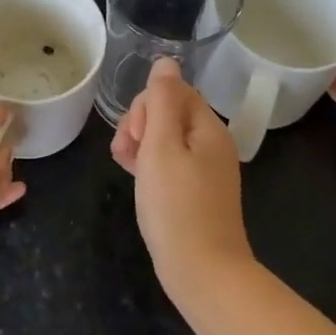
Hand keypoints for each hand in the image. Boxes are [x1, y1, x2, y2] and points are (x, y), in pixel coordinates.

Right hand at [110, 58, 251, 297]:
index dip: (146, 106)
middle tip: (128, 153)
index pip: (173, 91)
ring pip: (164, 138)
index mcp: (208, 128)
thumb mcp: (161, 147)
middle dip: (140, 124)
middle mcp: (210, 143)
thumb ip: (161, 101)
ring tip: (125, 166)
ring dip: (139, 143)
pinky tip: (133, 177)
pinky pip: (168, 162)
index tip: (136, 136)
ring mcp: (204, 169)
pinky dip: (148, 164)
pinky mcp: (194, 191)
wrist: (203, 273)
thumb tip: (166, 61)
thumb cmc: (177, 207)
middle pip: (168, 112)